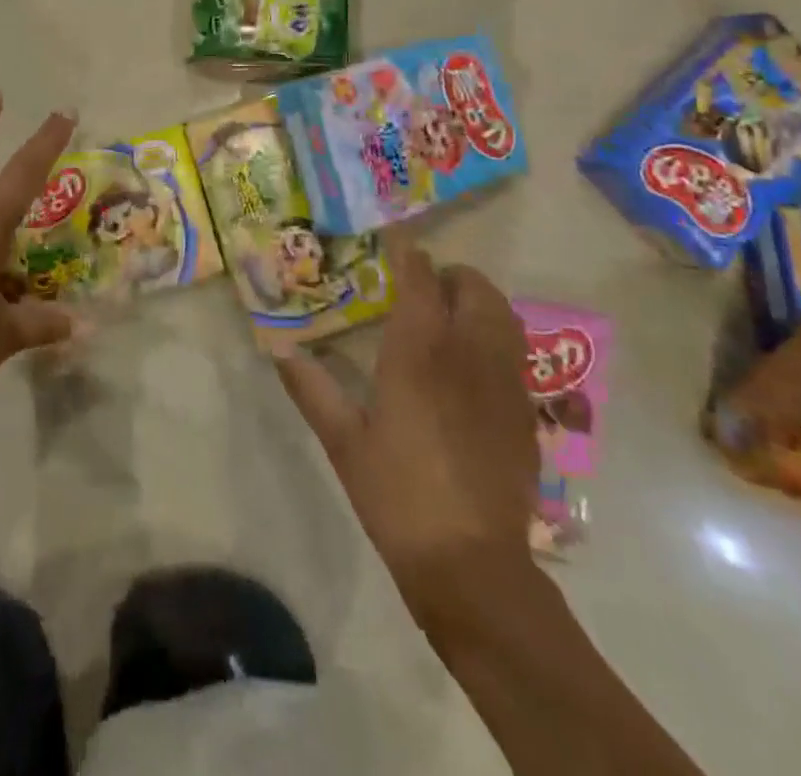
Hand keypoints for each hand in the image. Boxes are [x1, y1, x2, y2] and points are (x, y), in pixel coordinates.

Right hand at [275, 232, 537, 610]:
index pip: (419, 278)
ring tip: (450, 316)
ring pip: (503, 314)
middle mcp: (468, 353)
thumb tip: (276, 347)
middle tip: (421, 285)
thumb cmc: (396, 493)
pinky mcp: (524, 410)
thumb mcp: (342, 439)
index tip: (393, 238)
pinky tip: (472, 365)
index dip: (407, 252)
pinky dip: (495, 336)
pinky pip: (515, 351)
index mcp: (419, 351)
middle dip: (449, 275)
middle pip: (474, 286)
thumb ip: (309, 386)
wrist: (471, 563)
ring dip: (478, 301)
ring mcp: (504, 381)